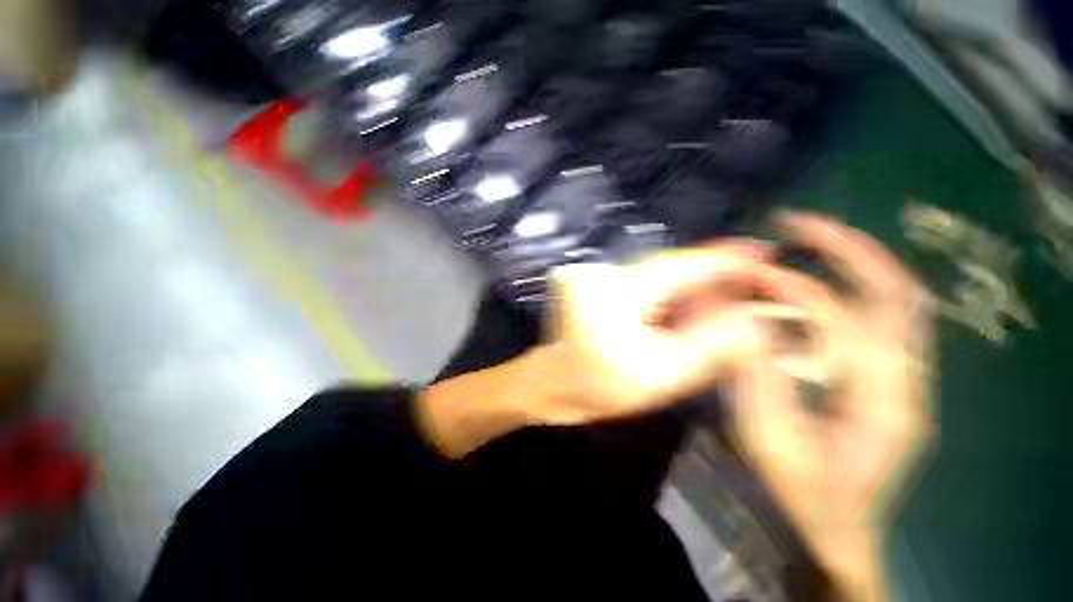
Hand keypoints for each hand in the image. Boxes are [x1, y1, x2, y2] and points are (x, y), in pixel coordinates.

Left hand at [418, 241, 769, 457]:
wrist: (554, 384)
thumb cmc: (597, 383)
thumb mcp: (658, 373)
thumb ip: (708, 347)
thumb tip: (750, 320)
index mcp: (625, 288)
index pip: (684, 264)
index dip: (727, 258)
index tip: (765, 251)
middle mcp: (614, 273)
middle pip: (676, 267)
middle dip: (717, 274)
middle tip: (758, 281)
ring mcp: (607, 280)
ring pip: (664, 277)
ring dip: (698, 286)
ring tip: (735, 297)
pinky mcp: (606, 291)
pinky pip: (650, 288)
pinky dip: (676, 296)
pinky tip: (698, 307)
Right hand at [729, 214, 935, 599]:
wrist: (836, 530)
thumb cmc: (801, 493)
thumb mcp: (769, 439)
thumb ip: (758, 378)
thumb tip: (741, 321)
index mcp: (880, 401)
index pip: (839, 321)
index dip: (789, 289)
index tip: (748, 271)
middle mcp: (906, 381)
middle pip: (896, 293)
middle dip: (848, 248)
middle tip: (798, 223)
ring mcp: (905, 379)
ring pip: (897, 301)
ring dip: (856, 261)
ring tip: (809, 239)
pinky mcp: (891, 381)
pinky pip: (884, 320)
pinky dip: (857, 288)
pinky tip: (822, 280)